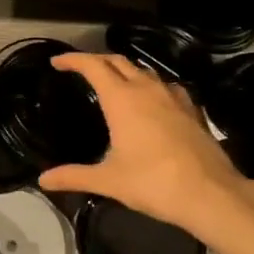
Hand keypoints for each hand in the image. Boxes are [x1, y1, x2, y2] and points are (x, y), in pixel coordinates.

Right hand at [39, 52, 252, 234]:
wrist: (211, 194)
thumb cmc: (153, 183)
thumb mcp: (108, 181)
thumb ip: (73, 176)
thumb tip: (42, 180)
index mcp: (122, 99)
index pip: (93, 66)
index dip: (73, 59)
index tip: (57, 61)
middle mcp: (147, 89)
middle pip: (118, 61)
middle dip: (97, 60)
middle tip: (80, 69)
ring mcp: (173, 97)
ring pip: (144, 71)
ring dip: (124, 70)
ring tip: (112, 83)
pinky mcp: (192, 109)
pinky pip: (165, 86)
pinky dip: (149, 85)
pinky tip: (151, 101)